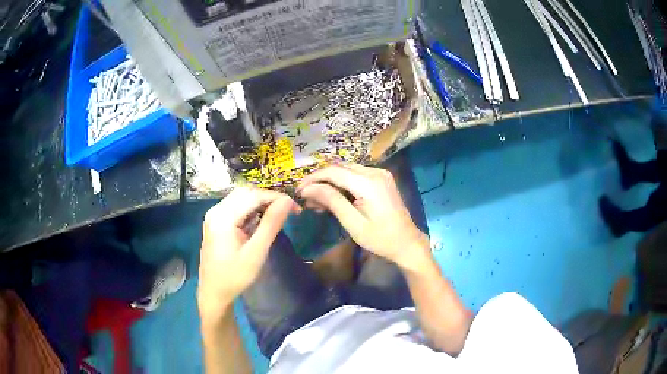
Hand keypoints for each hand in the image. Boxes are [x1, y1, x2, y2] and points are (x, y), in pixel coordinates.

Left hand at [197, 187, 300, 321]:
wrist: (214, 292)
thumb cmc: (235, 276)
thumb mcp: (256, 252)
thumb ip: (271, 224)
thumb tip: (287, 201)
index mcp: (223, 217)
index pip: (254, 196)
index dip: (277, 198)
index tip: (296, 209)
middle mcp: (216, 210)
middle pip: (246, 193)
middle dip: (269, 198)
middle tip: (287, 212)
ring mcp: (214, 215)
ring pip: (241, 198)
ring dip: (260, 203)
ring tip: (277, 216)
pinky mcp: (216, 222)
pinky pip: (235, 207)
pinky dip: (250, 210)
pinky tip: (260, 222)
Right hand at [298, 163, 429, 270]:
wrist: (407, 243)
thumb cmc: (380, 238)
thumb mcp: (353, 223)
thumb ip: (332, 201)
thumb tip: (308, 189)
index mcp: (369, 183)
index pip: (333, 172)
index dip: (313, 178)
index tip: (298, 190)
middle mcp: (375, 172)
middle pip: (339, 167)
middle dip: (320, 180)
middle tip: (306, 197)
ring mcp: (380, 174)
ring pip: (347, 170)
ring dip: (330, 181)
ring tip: (317, 200)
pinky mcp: (381, 179)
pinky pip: (356, 175)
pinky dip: (342, 183)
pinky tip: (334, 197)